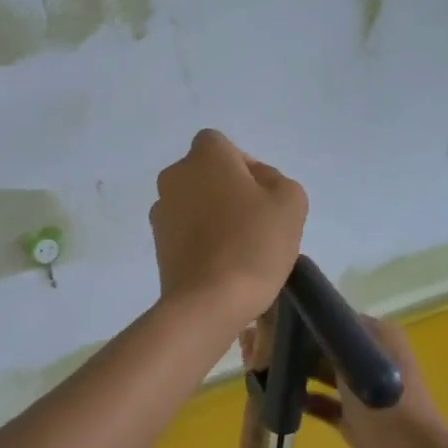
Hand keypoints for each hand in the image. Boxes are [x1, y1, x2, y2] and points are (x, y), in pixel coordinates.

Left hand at [150, 129, 306, 326]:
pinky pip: (186, 231)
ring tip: (241, 248)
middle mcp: (175, 176)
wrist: (208, 302)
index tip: (264, 196)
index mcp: (205, 156)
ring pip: (195, 203)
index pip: (222, 145)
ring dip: (214, 216)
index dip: (245, 166)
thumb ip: (277, 180)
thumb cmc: (253, 244)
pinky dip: (202, 239)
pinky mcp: (158, 244)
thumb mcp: (290, 202)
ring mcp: (161, 211)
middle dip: (229, 191)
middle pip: (207, 174)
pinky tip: (223, 264)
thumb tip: (258, 182)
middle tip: (257, 222)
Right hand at [240, 312, 447, 447]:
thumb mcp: (354, 357)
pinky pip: (323, 403)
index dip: (301, 319)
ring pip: (321, 374)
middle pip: (324, 345)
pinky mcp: (353, 420)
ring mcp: (362, 391)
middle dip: (294, 347)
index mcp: (376, 336)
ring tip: (261, 370)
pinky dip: (305, 400)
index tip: (267, 322)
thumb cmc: (386, 402)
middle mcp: (369, 358)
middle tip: (256, 349)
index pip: (332, 318)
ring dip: (296, 373)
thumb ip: (324, 336)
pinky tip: (279, 399)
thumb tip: (290, 318)